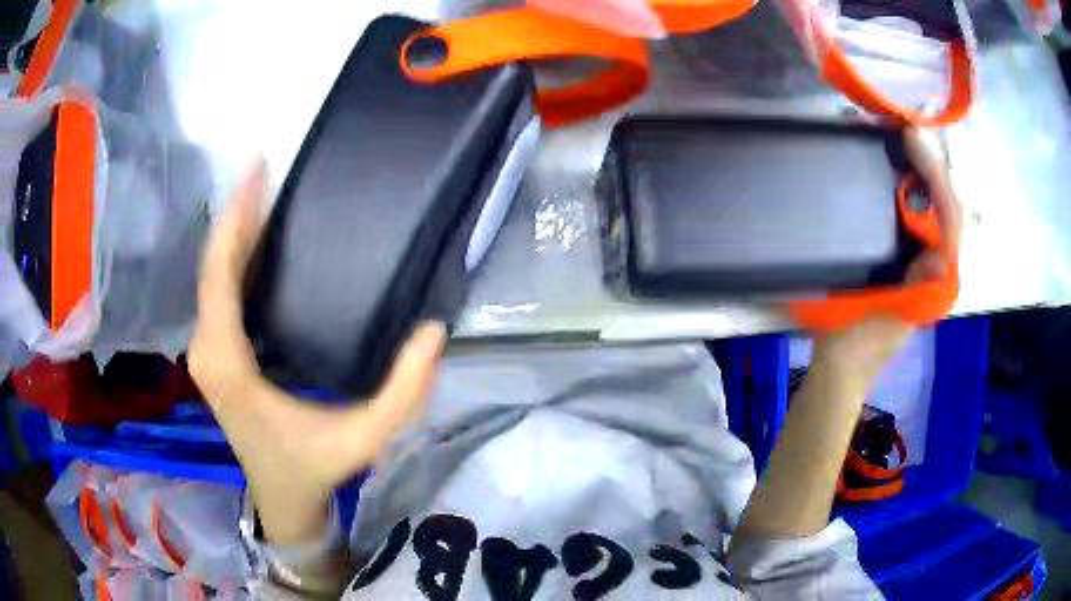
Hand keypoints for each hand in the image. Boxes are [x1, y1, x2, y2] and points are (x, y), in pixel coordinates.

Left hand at [189, 161, 446, 545]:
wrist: (281, 498)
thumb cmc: (314, 468)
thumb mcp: (364, 437)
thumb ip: (402, 393)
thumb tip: (433, 331)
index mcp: (229, 364)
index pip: (220, 276)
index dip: (236, 219)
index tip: (255, 172)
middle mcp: (206, 351)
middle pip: (212, 267)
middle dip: (236, 213)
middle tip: (264, 170)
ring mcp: (205, 353)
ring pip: (211, 278)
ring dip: (234, 233)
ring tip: (264, 192)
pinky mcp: (212, 355)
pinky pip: (217, 294)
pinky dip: (232, 259)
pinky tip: (256, 239)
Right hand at [811, 128, 962, 390]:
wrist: (841, 366)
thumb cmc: (861, 348)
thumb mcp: (888, 323)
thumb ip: (916, 293)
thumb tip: (939, 254)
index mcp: (936, 279)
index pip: (950, 219)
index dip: (937, 176)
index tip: (912, 139)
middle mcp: (933, 260)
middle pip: (944, 201)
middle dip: (931, 162)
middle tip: (906, 128)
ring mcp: (916, 254)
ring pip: (928, 202)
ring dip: (918, 166)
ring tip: (899, 134)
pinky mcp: (899, 251)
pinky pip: (908, 210)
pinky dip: (902, 182)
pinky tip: (887, 161)